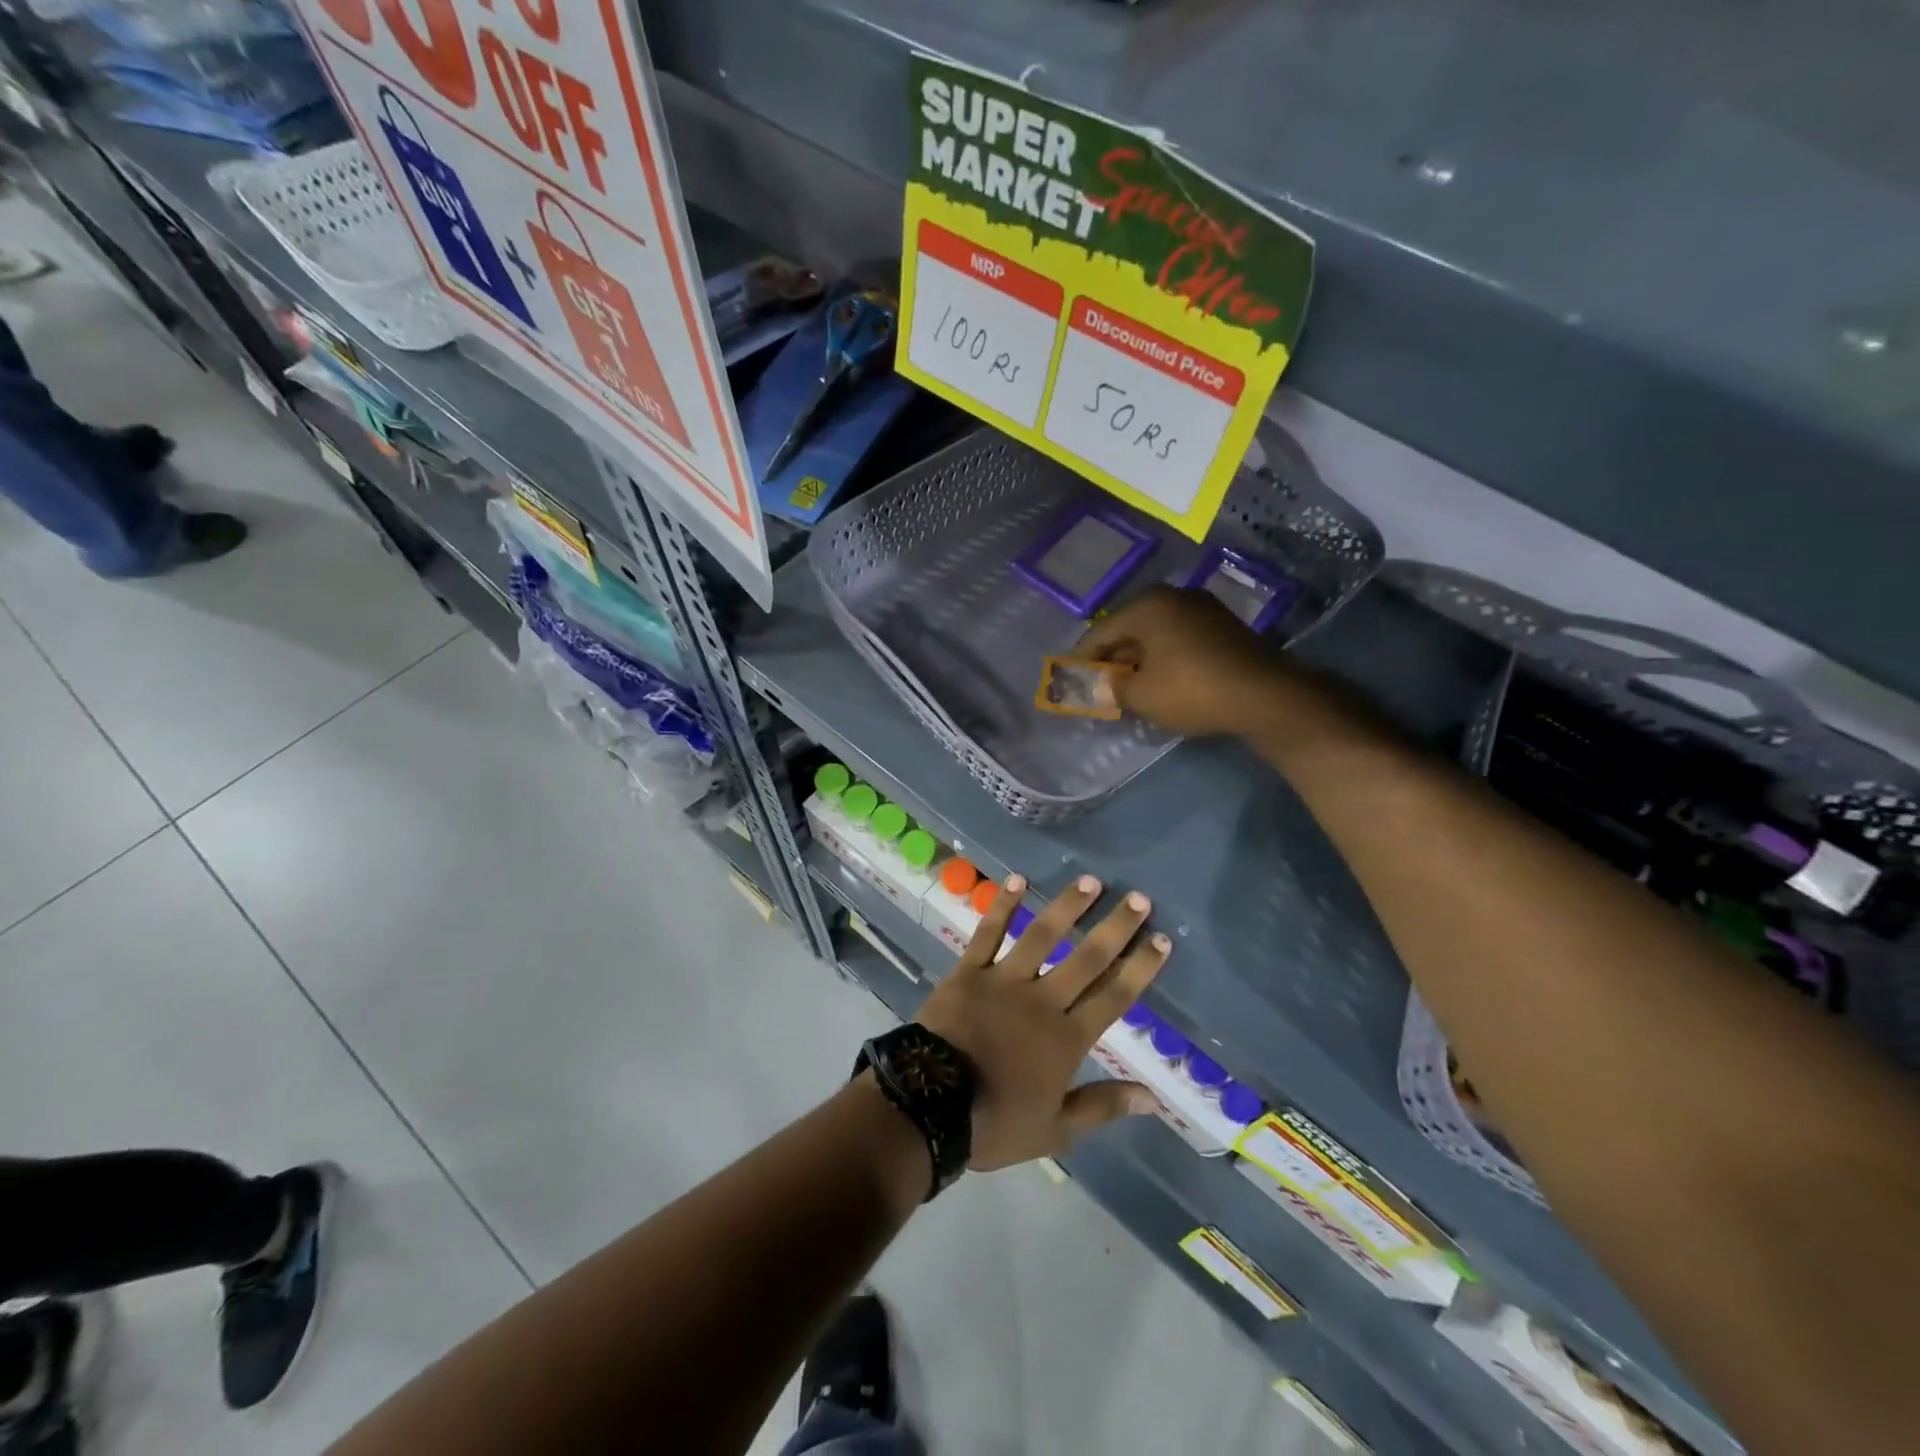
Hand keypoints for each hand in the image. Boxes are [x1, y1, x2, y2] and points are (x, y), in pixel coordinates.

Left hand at [916, 874, 1170, 1170]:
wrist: (930, 1105)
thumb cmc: (995, 1122)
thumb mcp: (1056, 1130)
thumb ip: (1103, 1107)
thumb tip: (1153, 1099)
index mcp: (1067, 1039)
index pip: (1114, 997)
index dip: (1140, 968)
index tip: (1162, 940)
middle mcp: (1042, 1000)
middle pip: (1087, 959)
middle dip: (1116, 928)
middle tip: (1139, 899)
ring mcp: (1004, 980)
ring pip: (1043, 936)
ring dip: (1068, 907)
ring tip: (1090, 881)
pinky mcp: (969, 971)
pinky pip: (989, 932)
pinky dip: (1003, 906)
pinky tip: (1018, 879)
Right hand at [1074, 586, 1289, 737]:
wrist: (1267, 697)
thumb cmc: (1191, 690)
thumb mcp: (1139, 694)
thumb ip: (1107, 688)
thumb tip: (1092, 687)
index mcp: (1147, 605)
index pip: (1099, 632)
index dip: (1081, 660)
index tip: (1069, 683)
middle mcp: (1174, 597)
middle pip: (1127, 631)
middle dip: (1110, 661)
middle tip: (1097, 690)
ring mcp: (1202, 610)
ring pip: (1154, 637)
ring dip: (1137, 662)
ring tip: (1126, 692)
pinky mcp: (1222, 628)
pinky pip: (1178, 641)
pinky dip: (1162, 661)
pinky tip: (1159, 685)